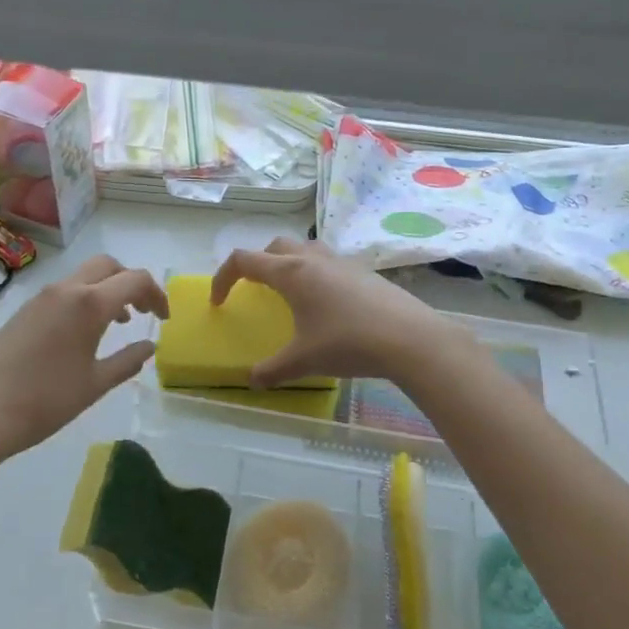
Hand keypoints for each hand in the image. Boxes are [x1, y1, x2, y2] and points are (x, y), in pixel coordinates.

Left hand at [0, 254, 168, 464]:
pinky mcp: (24, 310)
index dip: (157, 295)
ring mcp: (41, 298)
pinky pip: (65, 291)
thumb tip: (149, 347)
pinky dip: (85, 299)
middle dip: (131, 282)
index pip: (135, 280)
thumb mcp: (95, 384)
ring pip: (84, 276)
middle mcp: (66, 290)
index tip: (163, 319)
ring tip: (118, 323)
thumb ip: (127, 361)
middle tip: (144, 312)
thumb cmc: (46, 400)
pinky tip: (85, 333)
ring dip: (107, 290)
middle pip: (108, 266)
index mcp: (89, 303)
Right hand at [211, 238, 449, 387]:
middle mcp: (313, 258)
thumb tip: (253, 381)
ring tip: (291, 293)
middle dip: (258, 264)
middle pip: (274, 247)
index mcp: (290, 272)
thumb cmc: (348, 343)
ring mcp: (342, 262)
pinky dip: (316, 274)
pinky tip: (327, 305)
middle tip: (256, 291)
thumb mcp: (304, 361)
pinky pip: (329, 263)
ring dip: (288, 264)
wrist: (409, 338)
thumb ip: (273, 370)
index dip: (223, 278)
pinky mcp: (363, 272)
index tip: (219, 302)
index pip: (243, 261)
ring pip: (305, 249)